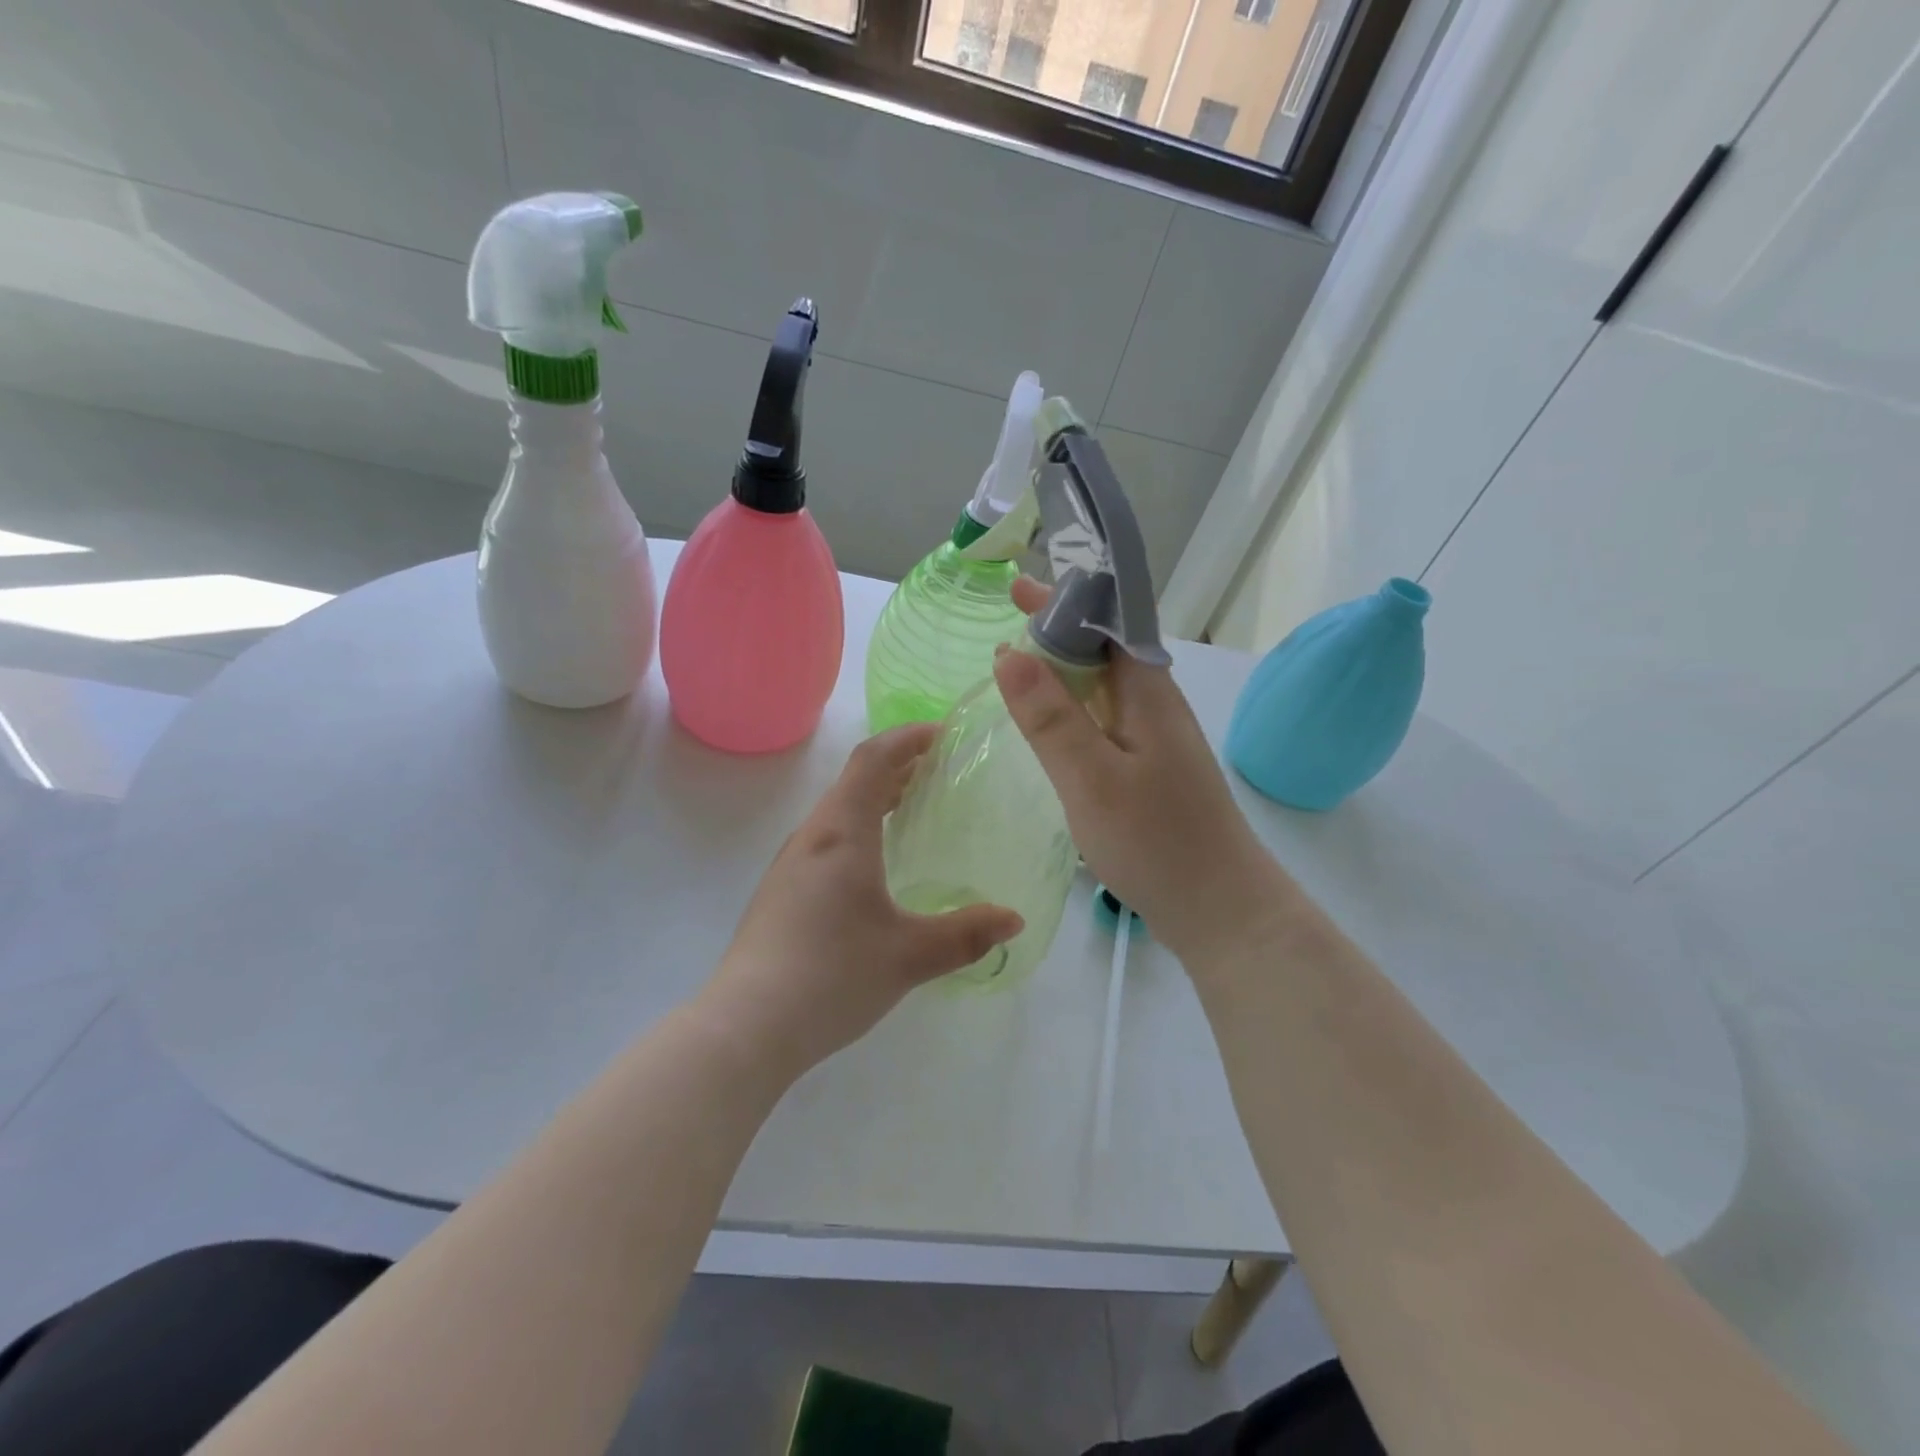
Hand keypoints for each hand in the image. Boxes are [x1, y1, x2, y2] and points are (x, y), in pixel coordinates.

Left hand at [700, 725, 1024, 1077]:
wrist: (747, 1026)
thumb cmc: (832, 975)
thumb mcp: (910, 956)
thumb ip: (966, 934)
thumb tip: (1013, 920)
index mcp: (842, 833)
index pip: (873, 760)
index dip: (907, 738)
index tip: (942, 733)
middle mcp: (812, 837)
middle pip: (854, 781)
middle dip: (897, 766)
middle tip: (937, 769)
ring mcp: (790, 865)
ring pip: (837, 811)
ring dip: (875, 798)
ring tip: (910, 807)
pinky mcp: (781, 892)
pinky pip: (826, 839)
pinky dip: (858, 828)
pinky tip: (874, 865)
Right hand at [993, 578, 1288, 963]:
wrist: (1221, 909)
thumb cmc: (1156, 841)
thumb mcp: (1091, 779)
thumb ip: (1050, 718)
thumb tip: (1008, 653)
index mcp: (1148, 693)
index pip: (1107, 623)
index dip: (1064, 600)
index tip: (1018, 588)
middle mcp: (1156, 705)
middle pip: (1105, 650)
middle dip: (1058, 629)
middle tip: (1007, 623)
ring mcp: (1156, 739)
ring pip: (1105, 686)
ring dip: (1064, 669)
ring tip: (1017, 666)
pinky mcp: (1151, 769)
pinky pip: (1106, 719)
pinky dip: (1073, 708)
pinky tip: (1051, 724)